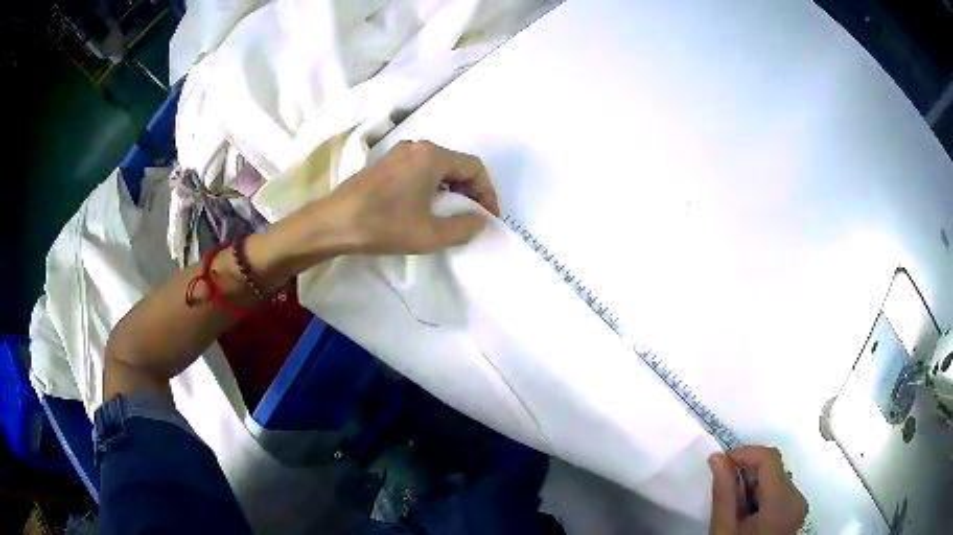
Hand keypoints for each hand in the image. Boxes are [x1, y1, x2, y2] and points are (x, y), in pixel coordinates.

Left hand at [299, 140, 499, 257]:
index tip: (488, 217)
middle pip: (456, 165)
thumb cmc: (383, 225)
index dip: (488, 193)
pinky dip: (431, 187)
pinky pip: (419, 171)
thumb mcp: (430, 234)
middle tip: (471, 217)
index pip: (474, 167)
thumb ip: (464, 227)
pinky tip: (425, 209)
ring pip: (437, 168)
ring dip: (451, 190)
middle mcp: (417, 147)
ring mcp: (398, 154)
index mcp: (432, 156)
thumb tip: (479, 220)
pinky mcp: (384, 165)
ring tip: (450, 216)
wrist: (332, 223)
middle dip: (470, 191)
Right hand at [708, 447, 807, 534]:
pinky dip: (759, 494)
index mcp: (783, 501)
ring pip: (775, 478)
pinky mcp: (795, 511)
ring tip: (733, 507)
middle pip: (774, 468)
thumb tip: (718, 457)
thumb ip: (724, 492)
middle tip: (722, 490)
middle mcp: (797, 497)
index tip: (720, 462)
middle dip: (746, 473)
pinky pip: (778, 491)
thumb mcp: (724, 528)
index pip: (770, 458)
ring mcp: (798, 505)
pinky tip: (746, 513)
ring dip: (752, 484)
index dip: (745, 453)